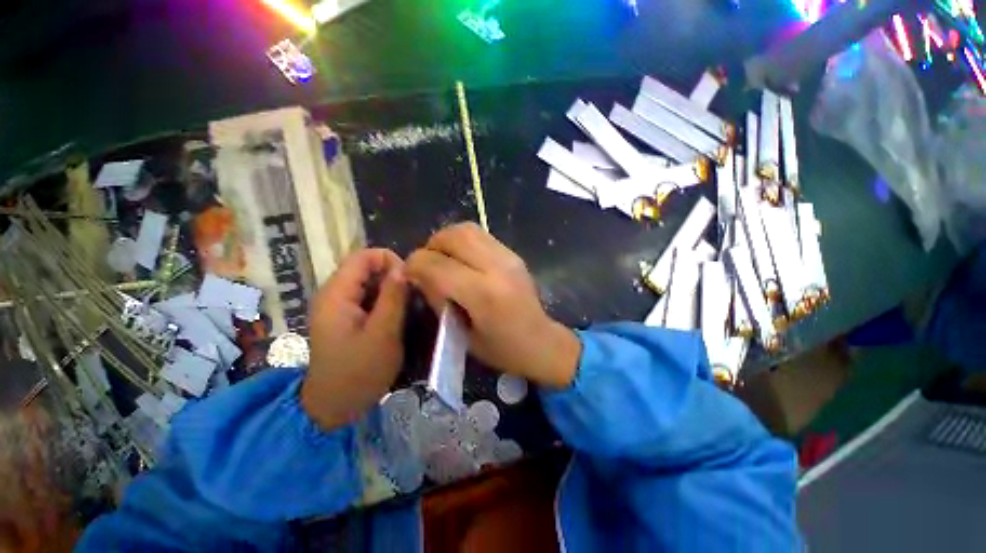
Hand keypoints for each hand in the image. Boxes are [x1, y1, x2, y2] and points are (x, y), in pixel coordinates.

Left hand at [302, 249, 407, 430]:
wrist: (334, 407)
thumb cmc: (359, 372)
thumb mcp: (382, 334)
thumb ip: (393, 298)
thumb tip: (404, 267)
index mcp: (336, 294)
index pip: (364, 256)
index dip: (391, 261)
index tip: (410, 281)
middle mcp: (334, 293)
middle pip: (367, 268)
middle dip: (393, 278)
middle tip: (412, 299)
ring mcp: (338, 306)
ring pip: (370, 283)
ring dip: (391, 291)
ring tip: (407, 310)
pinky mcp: (345, 317)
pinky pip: (368, 297)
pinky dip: (385, 302)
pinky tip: (396, 318)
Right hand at [406, 223, 580, 388]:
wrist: (541, 341)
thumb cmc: (501, 349)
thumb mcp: (462, 334)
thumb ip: (438, 299)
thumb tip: (418, 274)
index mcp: (483, 294)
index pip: (437, 265)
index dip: (414, 265)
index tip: (408, 274)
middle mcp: (497, 267)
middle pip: (454, 237)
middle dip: (431, 246)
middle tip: (426, 265)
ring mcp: (509, 256)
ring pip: (468, 229)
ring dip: (447, 239)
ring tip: (442, 259)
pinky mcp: (513, 253)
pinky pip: (481, 235)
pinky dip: (463, 241)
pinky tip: (461, 259)